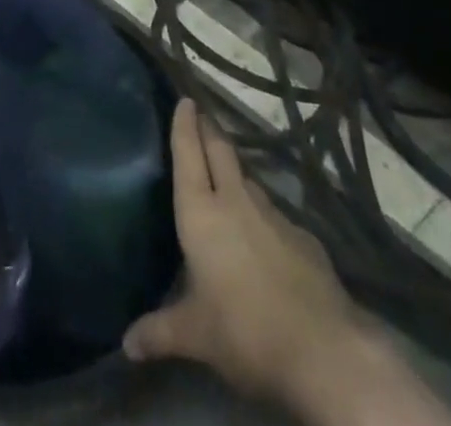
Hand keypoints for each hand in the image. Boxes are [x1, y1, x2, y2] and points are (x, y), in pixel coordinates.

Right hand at [125, 99, 360, 406]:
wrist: (325, 350)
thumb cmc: (245, 331)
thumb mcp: (195, 336)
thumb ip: (160, 332)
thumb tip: (125, 344)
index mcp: (201, 212)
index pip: (188, 154)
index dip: (184, 125)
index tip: (184, 99)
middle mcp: (236, 201)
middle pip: (220, 150)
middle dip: (208, 129)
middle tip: (200, 113)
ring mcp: (274, 215)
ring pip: (248, 178)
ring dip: (234, 168)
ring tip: (225, 172)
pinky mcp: (303, 237)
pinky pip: (274, 212)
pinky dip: (262, 211)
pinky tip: (263, 230)